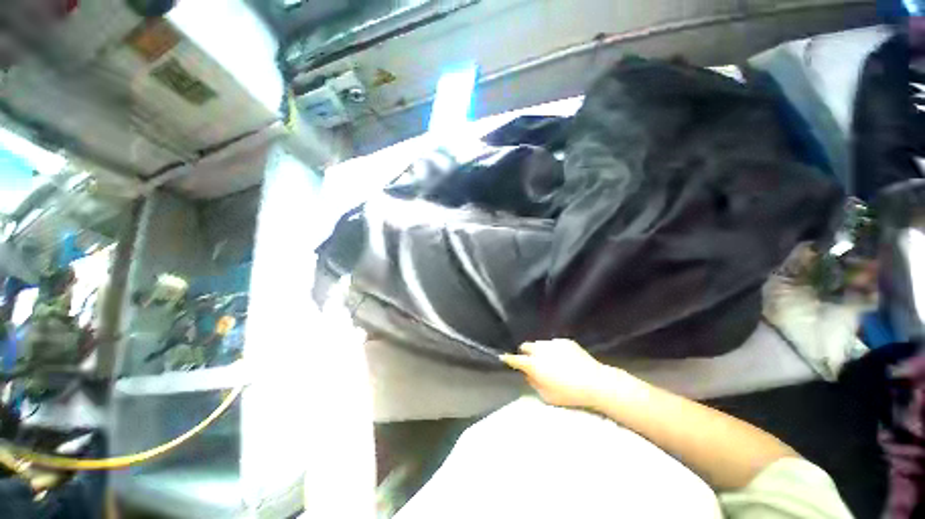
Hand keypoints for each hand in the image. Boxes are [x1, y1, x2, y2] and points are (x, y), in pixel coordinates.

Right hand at [501, 339, 617, 408]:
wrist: (595, 382)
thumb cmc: (569, 393)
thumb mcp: (547, 396)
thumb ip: (533, 383)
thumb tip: (528, 374)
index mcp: (533, 364)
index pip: (515, 359)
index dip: (508, 359)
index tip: (504, 358)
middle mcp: (539, 350)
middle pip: (526, 346)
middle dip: (526, 353)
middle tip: (533, 363)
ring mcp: (552, 343)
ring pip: (540, 344)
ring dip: (540, 351)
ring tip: (551, 362)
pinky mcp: (565, 341)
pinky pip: (554, 344)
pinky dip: (554, 350)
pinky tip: (565, 360)